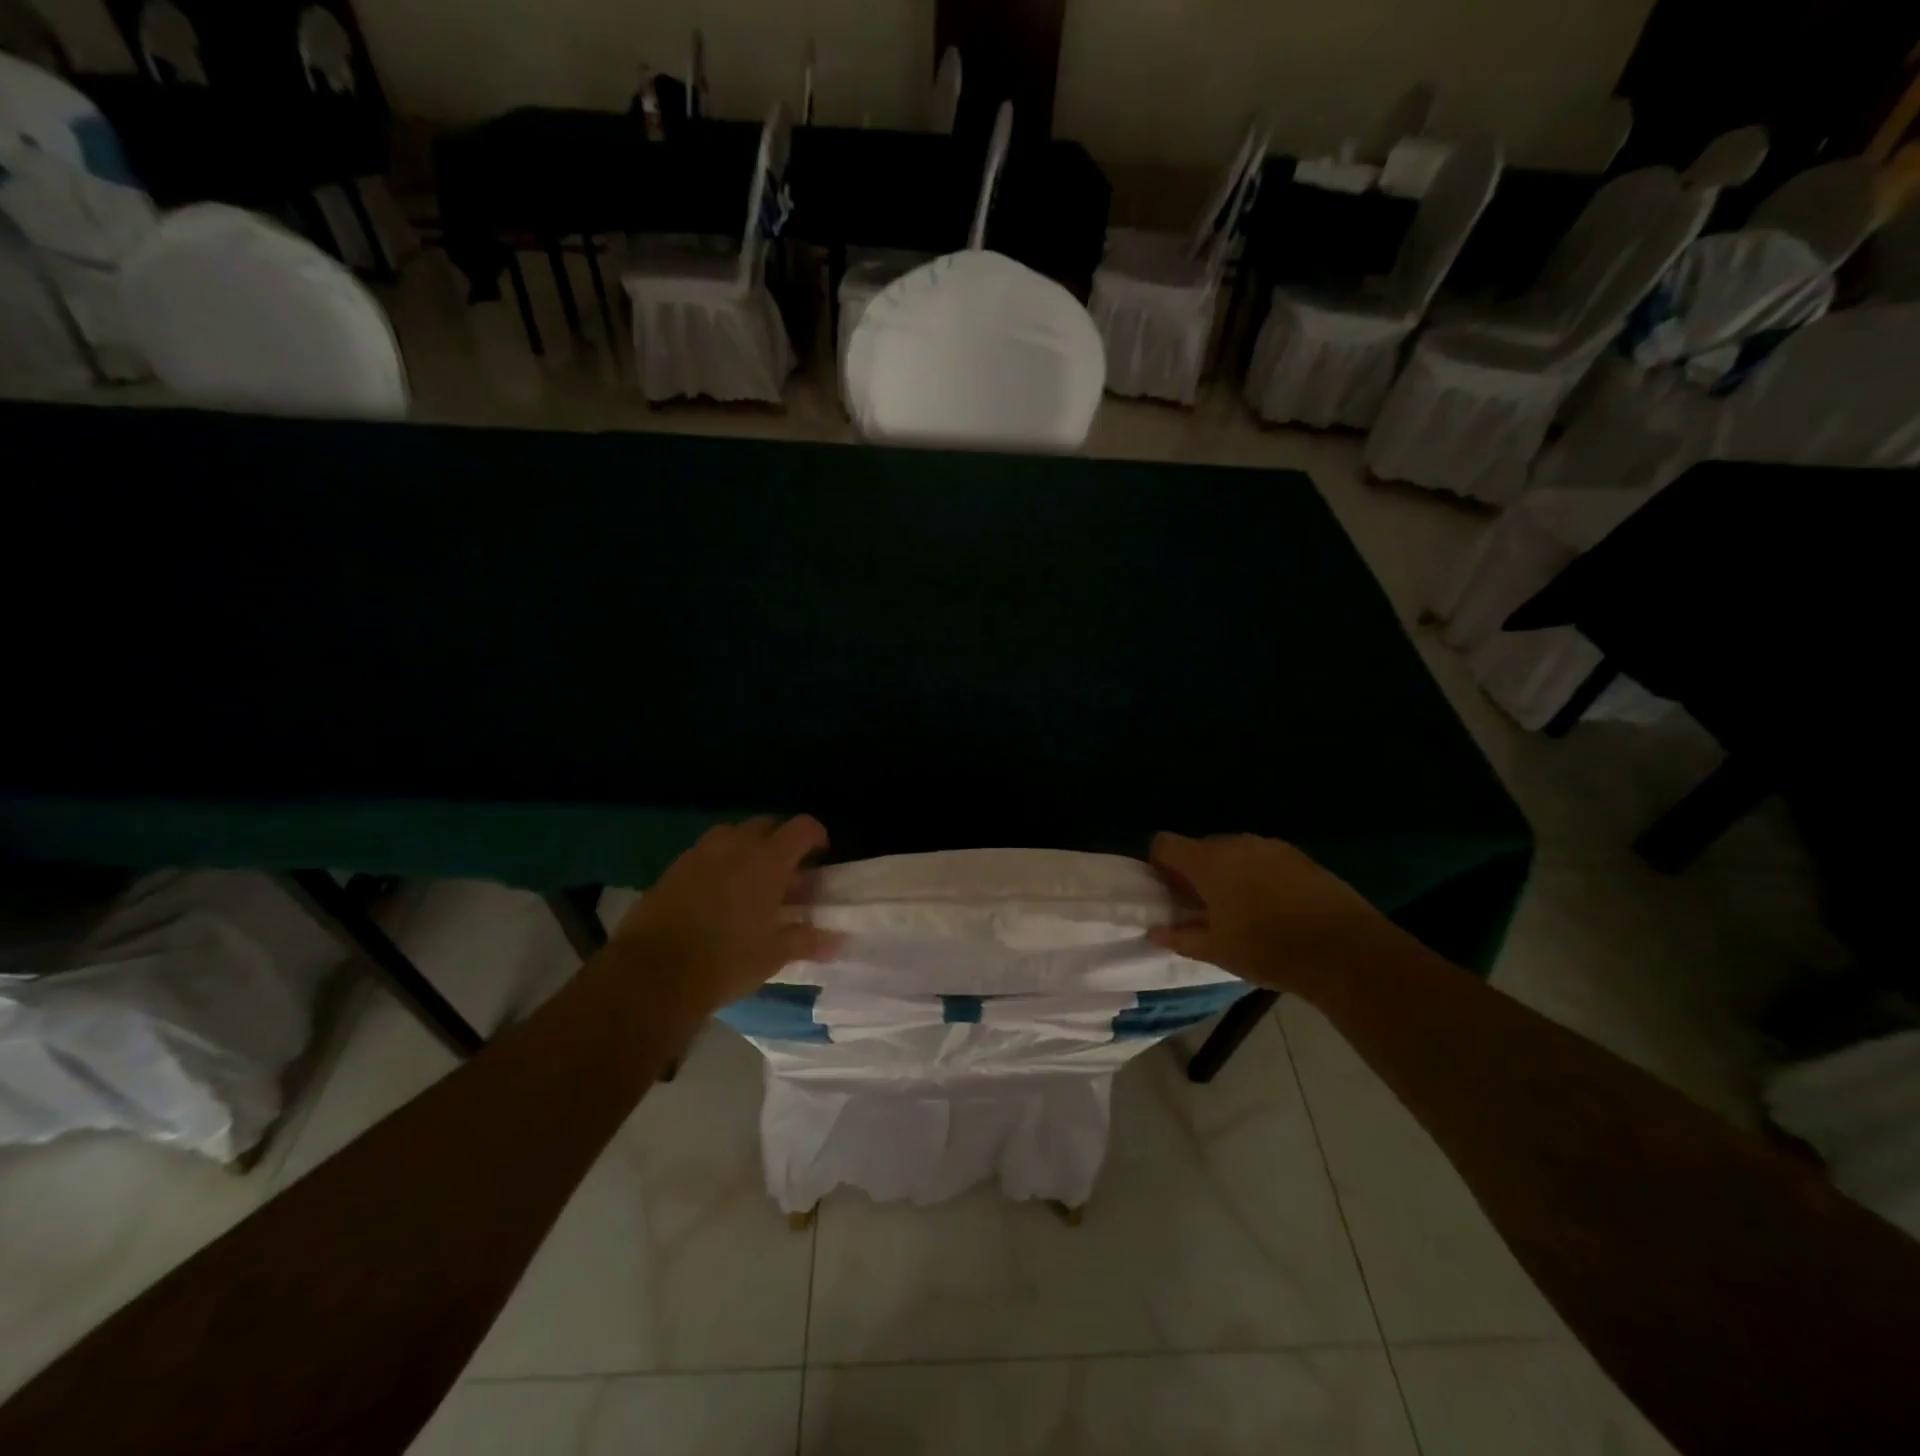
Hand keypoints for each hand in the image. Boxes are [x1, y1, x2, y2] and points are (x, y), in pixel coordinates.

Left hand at [613, 815, 843, 1020]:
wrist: (652, 974)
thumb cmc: (726, 960)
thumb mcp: (774, 954)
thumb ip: (807, 940)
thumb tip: (839, 941)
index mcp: (768, 859)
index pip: (802, 827)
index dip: (816, 836)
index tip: (820, 856)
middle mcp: (735, 845)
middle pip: (767, 825)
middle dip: (781, 842)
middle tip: (786, 874)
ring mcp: (699, 853)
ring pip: (732, 836)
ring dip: (747, 850)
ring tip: (750, 882)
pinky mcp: (672, 869)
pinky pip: (705, 854)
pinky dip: (718, 864)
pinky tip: (716, 896)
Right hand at [1147, 832, 1411, 994]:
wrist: (1344, 951)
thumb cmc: (1267, 950)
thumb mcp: (1217, 951)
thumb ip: (1181, 937)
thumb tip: (1154, 932)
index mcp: (1207, 861)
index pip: (1164, 844)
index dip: (1159, 865)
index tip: (1169, 893)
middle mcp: (1235, 843)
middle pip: (1200, 847)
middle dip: (1195, 872)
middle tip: (1202, 907)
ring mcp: (1271, 846)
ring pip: (1234, 852)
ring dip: (1228, 873)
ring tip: (1240, 909)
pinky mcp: (1300, 856)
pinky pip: (1264, 859)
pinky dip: (1258, 875)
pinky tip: (1273, 907)